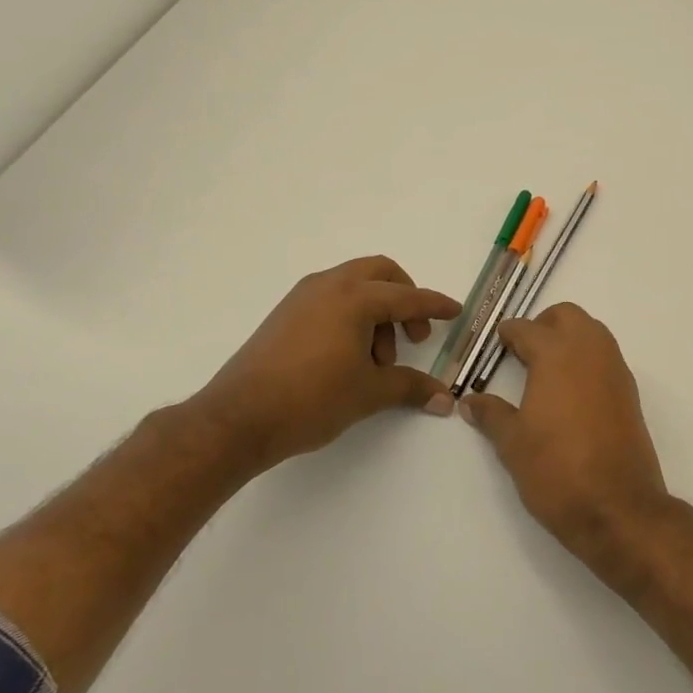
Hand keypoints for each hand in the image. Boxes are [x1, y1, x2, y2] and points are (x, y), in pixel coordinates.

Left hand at [179, 256, 460, 473]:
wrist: (237, 418)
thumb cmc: (311, 399)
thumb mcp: (368, 393)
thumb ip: (410, 387)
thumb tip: (445, 399)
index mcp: (355, 297)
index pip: (409, 297)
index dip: (436, 306)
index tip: (456, 311)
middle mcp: (329, 285)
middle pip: (381, 273)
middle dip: (405, 299)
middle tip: (414, 336)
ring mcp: (303, 297)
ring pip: (354, 286)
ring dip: (377, 312)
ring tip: (377, 360)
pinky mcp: (285, 314)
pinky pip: (331, 299)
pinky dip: (351, 316)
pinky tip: (350, 356)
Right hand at [458, 303, 671, 558]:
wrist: (617, 507)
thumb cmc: (556, 470)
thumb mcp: (513, 443)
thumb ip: (492, 415)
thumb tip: (470, 402)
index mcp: (556, 354)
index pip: (526, 328)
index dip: (507, 335)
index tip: (496, 344)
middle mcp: (589, 350)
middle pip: (566, 316)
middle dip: (543, 325)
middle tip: (523, 352)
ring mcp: (615, 369)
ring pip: (592, 331)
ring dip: (569, 338)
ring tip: (546, 371)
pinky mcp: (630, 392)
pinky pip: (606, 357)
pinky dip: (588, 360)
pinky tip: (571, 393)